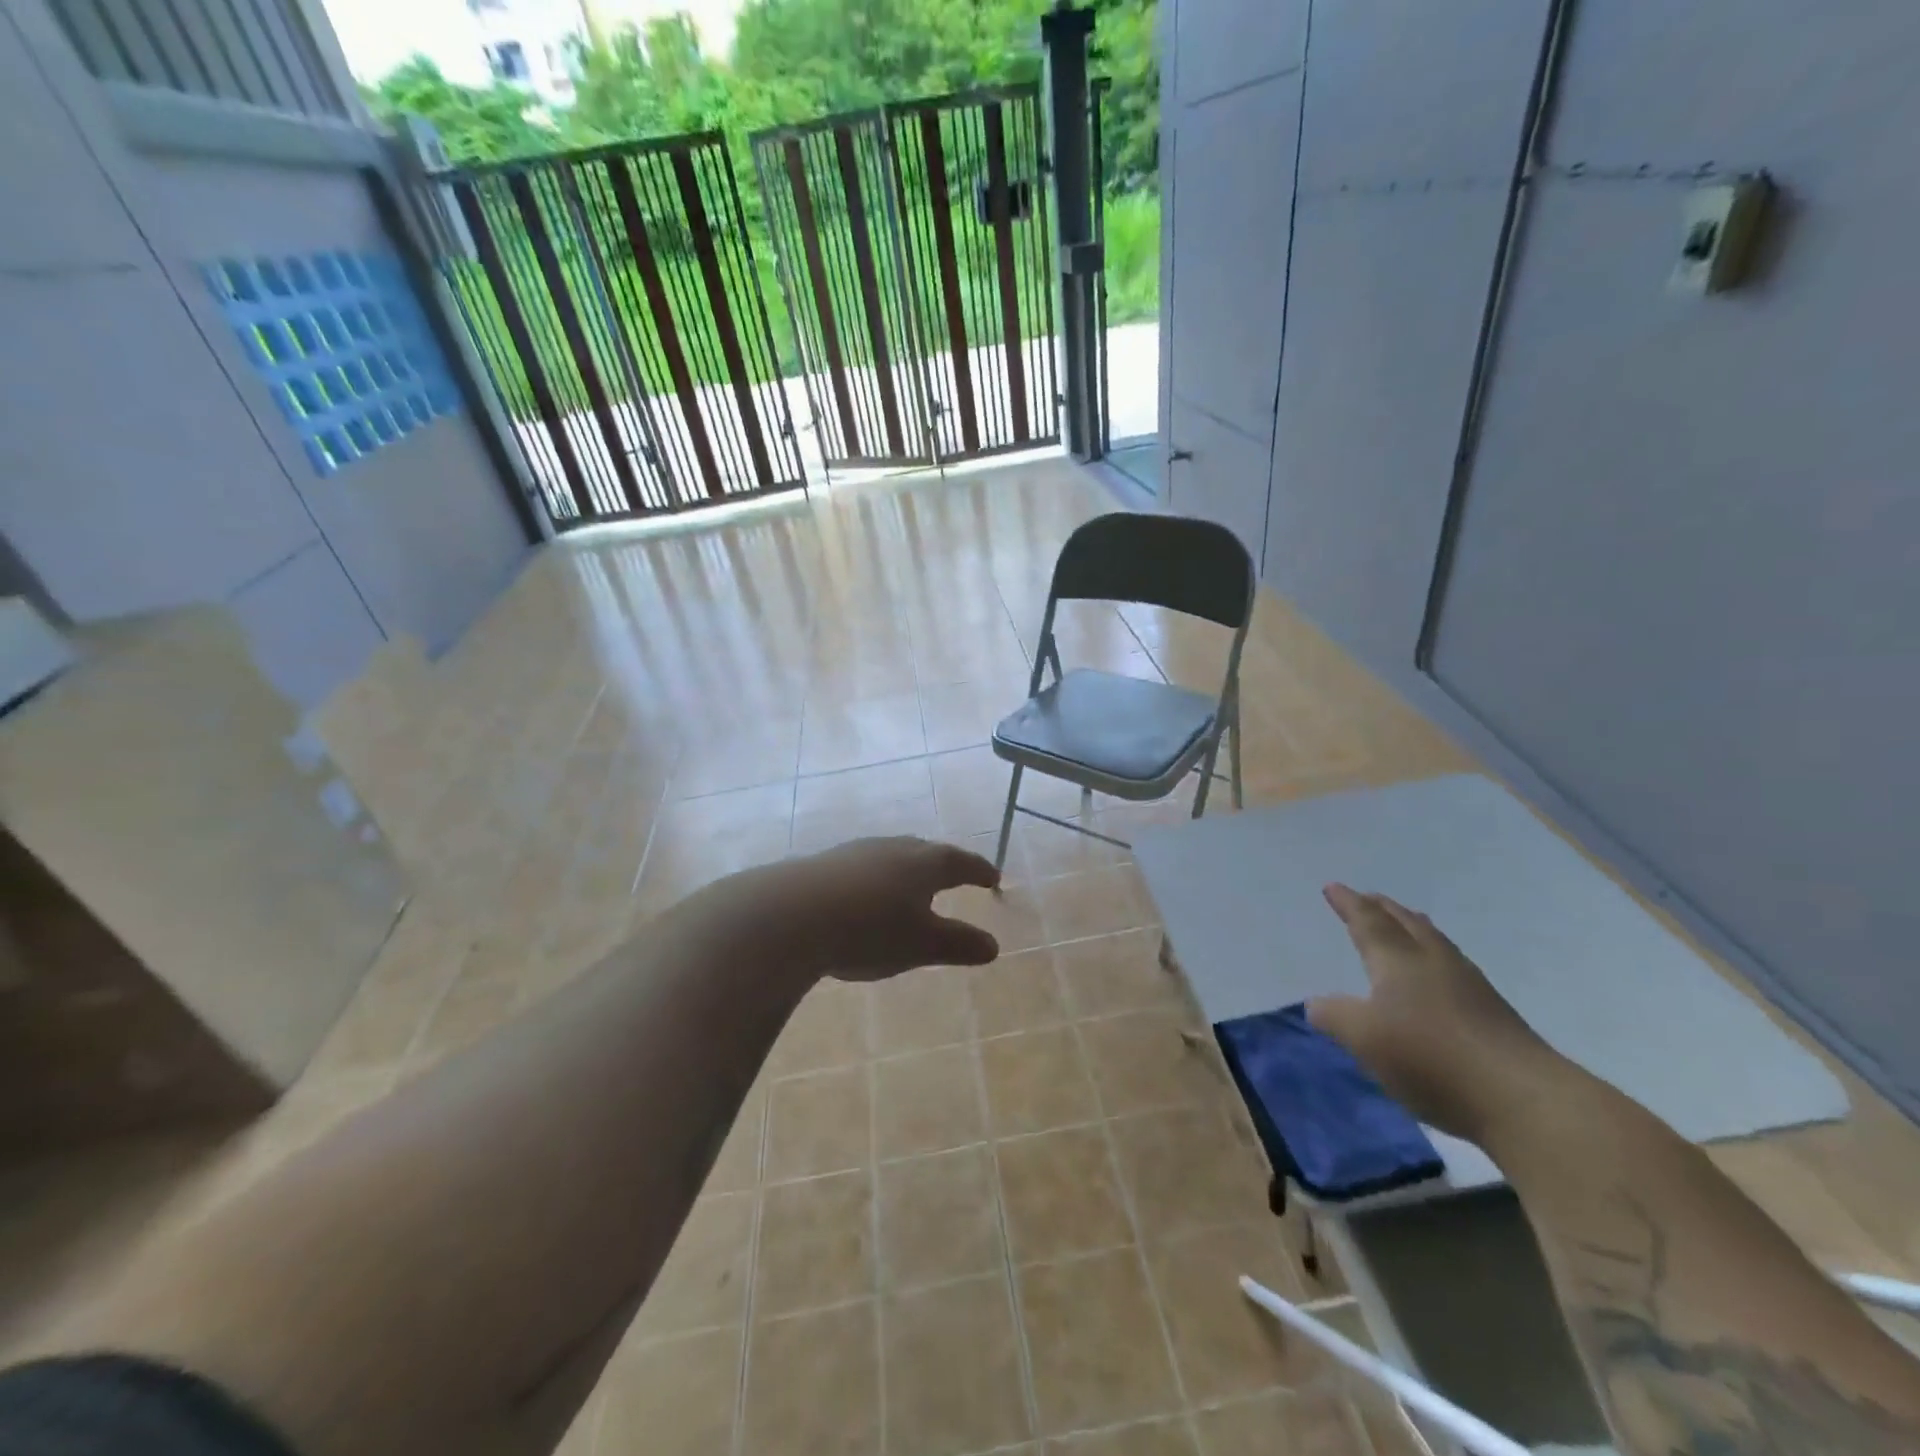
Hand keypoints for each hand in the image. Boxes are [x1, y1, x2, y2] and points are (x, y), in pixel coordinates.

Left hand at [750, 837, 1002, 980]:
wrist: (791, 915)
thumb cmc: (870, 929)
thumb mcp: (921, 945)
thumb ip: (958, 944)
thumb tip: (994, 946)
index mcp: (925, 862)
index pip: (962, 862)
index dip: (979, 871)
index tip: (993, 877)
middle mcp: (894, 847)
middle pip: (927, 851)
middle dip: (944, 865)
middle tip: (955, 876)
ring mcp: (857, 851)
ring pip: (893, 855)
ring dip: (907, 870)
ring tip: (911, 887)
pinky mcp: (826, 863)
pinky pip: (864, 866)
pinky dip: (877, 879)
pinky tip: (866, 896)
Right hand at [1308, 883, 1561, 1143]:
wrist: (1524, 1100)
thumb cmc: (1431, 1057)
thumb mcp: (1363, 1038)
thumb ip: (1335, 1016)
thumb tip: (1316, 1003)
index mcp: (1398, 960)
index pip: (1368, 922)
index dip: (1348, 904)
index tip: (1333, 887)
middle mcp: (1434, 962)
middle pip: (1406, 923)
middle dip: (1382, 908)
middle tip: (1367, 898)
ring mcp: (1470, 987)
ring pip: (1434, 942)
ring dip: (1413, 927)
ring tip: (1404, 923)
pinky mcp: (1494, 1014)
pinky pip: (1453, 966)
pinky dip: (1434, 955)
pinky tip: (1438, 974)